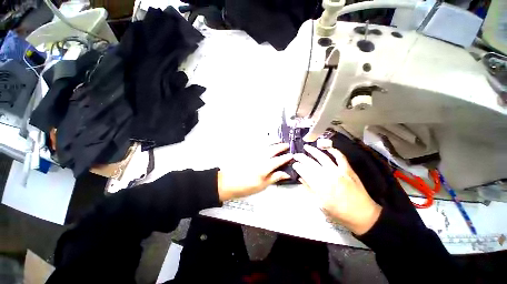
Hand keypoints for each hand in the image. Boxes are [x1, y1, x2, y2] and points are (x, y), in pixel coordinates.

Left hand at [217, 143, 291, 200]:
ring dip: (273, 142)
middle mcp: (260, 158)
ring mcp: (253, 154)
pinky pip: (257, 145)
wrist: (227, 182)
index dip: (285, 158)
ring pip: (265, 145)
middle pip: (272, 149)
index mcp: (264, 167)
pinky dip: (263, 142)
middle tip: (286, 145)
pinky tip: (265, 142)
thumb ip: (274, 178)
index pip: (278, 160)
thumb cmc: (245, 187)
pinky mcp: (247, 152)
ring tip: (278, 140)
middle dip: (280, 146)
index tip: (291, 155)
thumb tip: (286, 174)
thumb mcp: (262, 186)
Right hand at [292, 145, 381, 234]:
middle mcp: (327, 176)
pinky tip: (327, 148)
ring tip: (307, 147)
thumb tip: (300, 178)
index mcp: (319, 186)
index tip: (294, 164)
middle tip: (296, 155)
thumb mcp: (320, 204)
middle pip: (311, 163)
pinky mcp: (348, 170)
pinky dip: (333, 151)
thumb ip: (309, 189)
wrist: (363, 215)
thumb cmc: (339, 213)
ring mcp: (338, 171)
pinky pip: (340, 157)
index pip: (304, 171)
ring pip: (323, 157)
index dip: (297, 166)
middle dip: (301, 157)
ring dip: (313, 151)